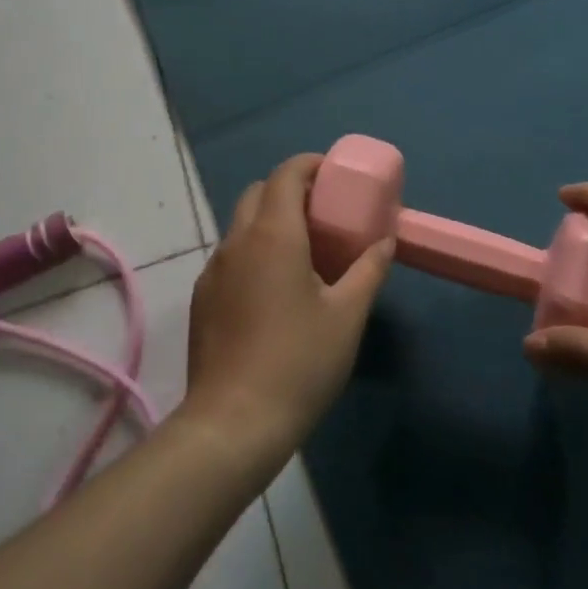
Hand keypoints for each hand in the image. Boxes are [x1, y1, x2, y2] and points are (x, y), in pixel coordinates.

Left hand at [182, 153, 394, 462]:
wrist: (234, 423)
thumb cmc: (300, 362)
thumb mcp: (348, 315)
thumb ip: (369, 270)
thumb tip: (385, 242)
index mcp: (272, 235)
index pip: (285, 175)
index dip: (310, 165)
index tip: (335, 176)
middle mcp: (235, 243)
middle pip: (258, 194)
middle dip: (290, 191)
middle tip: (324, 213)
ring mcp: (212, 272)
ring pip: (241, 226)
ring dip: (270, 222)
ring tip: (304, 252)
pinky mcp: (202, 300)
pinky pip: (231, 258)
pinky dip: (255, 253)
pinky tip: (276, 290)